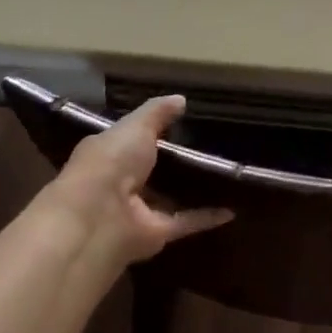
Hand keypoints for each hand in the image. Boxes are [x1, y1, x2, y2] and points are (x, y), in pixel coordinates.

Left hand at [41, 96, 232, 276]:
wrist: (99, 216)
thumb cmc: (111, 161)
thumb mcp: (135, 126)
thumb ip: (157, 112)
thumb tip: (181, 99)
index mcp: (110, 155)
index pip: (132, 141)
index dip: (154, 132)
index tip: (183, 123)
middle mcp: (122, 184)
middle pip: (153, 172)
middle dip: (176, 163)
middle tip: (212, 148)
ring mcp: (139, 211)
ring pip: (169, 199)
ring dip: (191, 191)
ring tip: (224, 175)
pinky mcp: (157, 233)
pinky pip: (186, 222)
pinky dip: (207, 217)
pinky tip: (232, 209)